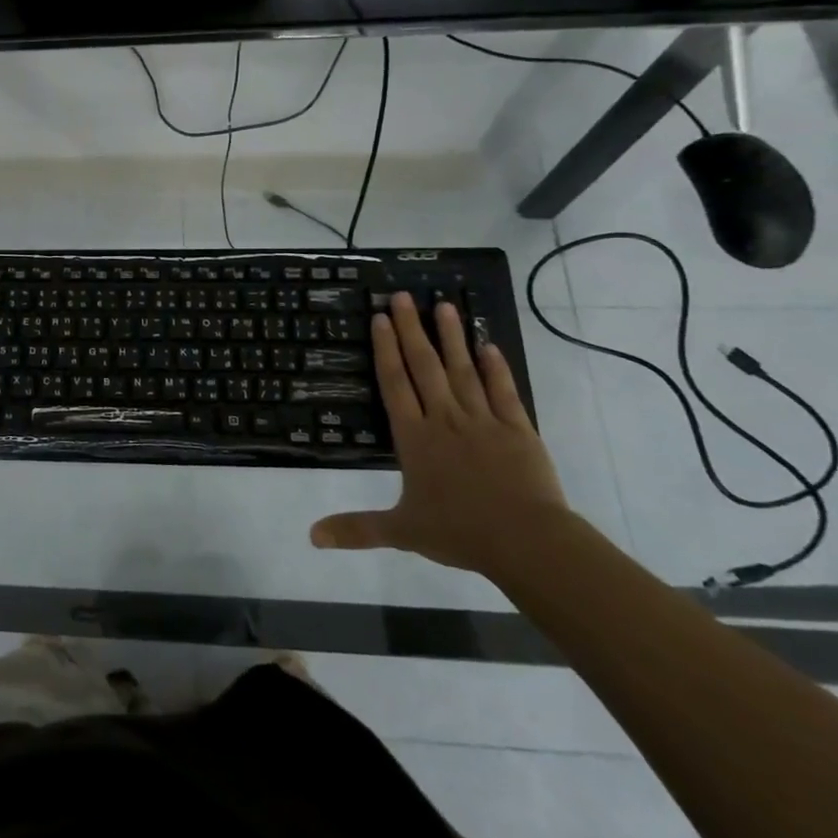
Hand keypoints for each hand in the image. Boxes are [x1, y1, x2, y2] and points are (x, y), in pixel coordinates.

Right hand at [310, 292, 568, 576]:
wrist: (527, 541)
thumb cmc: (459, 532)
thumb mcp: (401, 531)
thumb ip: (357, 529)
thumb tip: (310, 536)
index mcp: (415, 438)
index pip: (395, 384)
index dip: (386, 350)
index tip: (381, 318)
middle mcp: (445, 419)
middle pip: (425, 366)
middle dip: (412, 329)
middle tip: (403, 296)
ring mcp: (483, 419)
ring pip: (463, 369)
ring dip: (452, 336)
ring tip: (444, 304)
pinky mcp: (518, 428)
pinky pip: (503, 390)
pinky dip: (495, 367)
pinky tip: (488, 345)